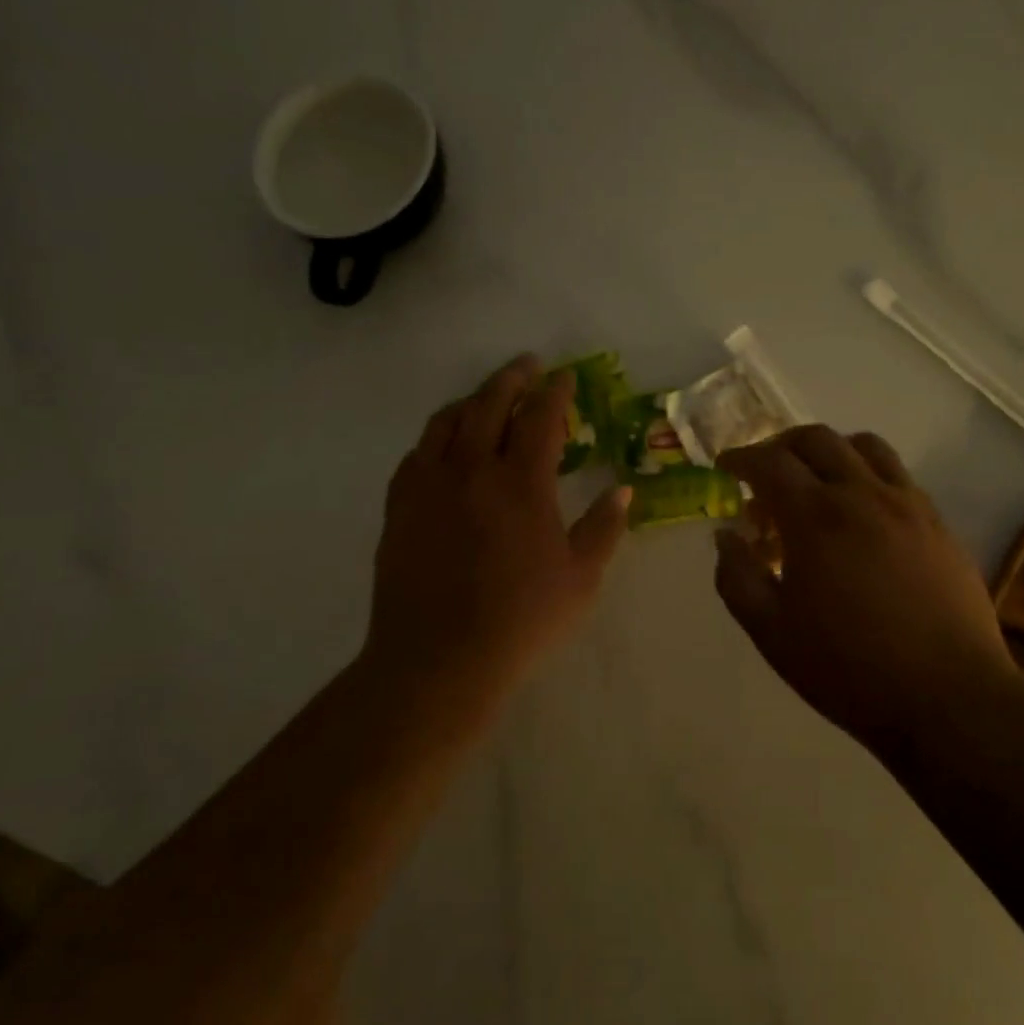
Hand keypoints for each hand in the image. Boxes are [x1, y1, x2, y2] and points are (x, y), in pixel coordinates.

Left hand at [364, 355, 629, 691]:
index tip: (565, 377)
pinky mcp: (400, 506)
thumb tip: (623, 490)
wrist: (438, 658)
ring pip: (447, 421)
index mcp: (522, 483)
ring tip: (486, 395)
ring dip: (471, 399)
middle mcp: (472, 469)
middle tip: (527, 366)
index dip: (556, 392)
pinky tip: (444, 444)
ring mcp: (429, 485)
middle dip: (512, 378)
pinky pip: (416, 453)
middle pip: (490, 403)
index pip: (541, 417)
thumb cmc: (521, 620)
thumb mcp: (581, 578)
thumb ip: (605, 527)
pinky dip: (436, 436)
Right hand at [715, 427, 1014, 758]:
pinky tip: (862, 514)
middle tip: (765, 473)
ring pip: (865, 447)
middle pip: (816, 439)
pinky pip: (898, 476)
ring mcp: (908, 505)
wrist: (948, 698)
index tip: (725, 468)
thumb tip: (726, 537)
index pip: (769, 462)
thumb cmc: (848, 669)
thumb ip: (737, 577)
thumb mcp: (771, 632)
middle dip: (781, 446)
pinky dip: (867, 475)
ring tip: (816, 483)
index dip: (740, 458)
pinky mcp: (938, 523)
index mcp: (815, 516)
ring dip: (830, 452)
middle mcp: (863, 494)